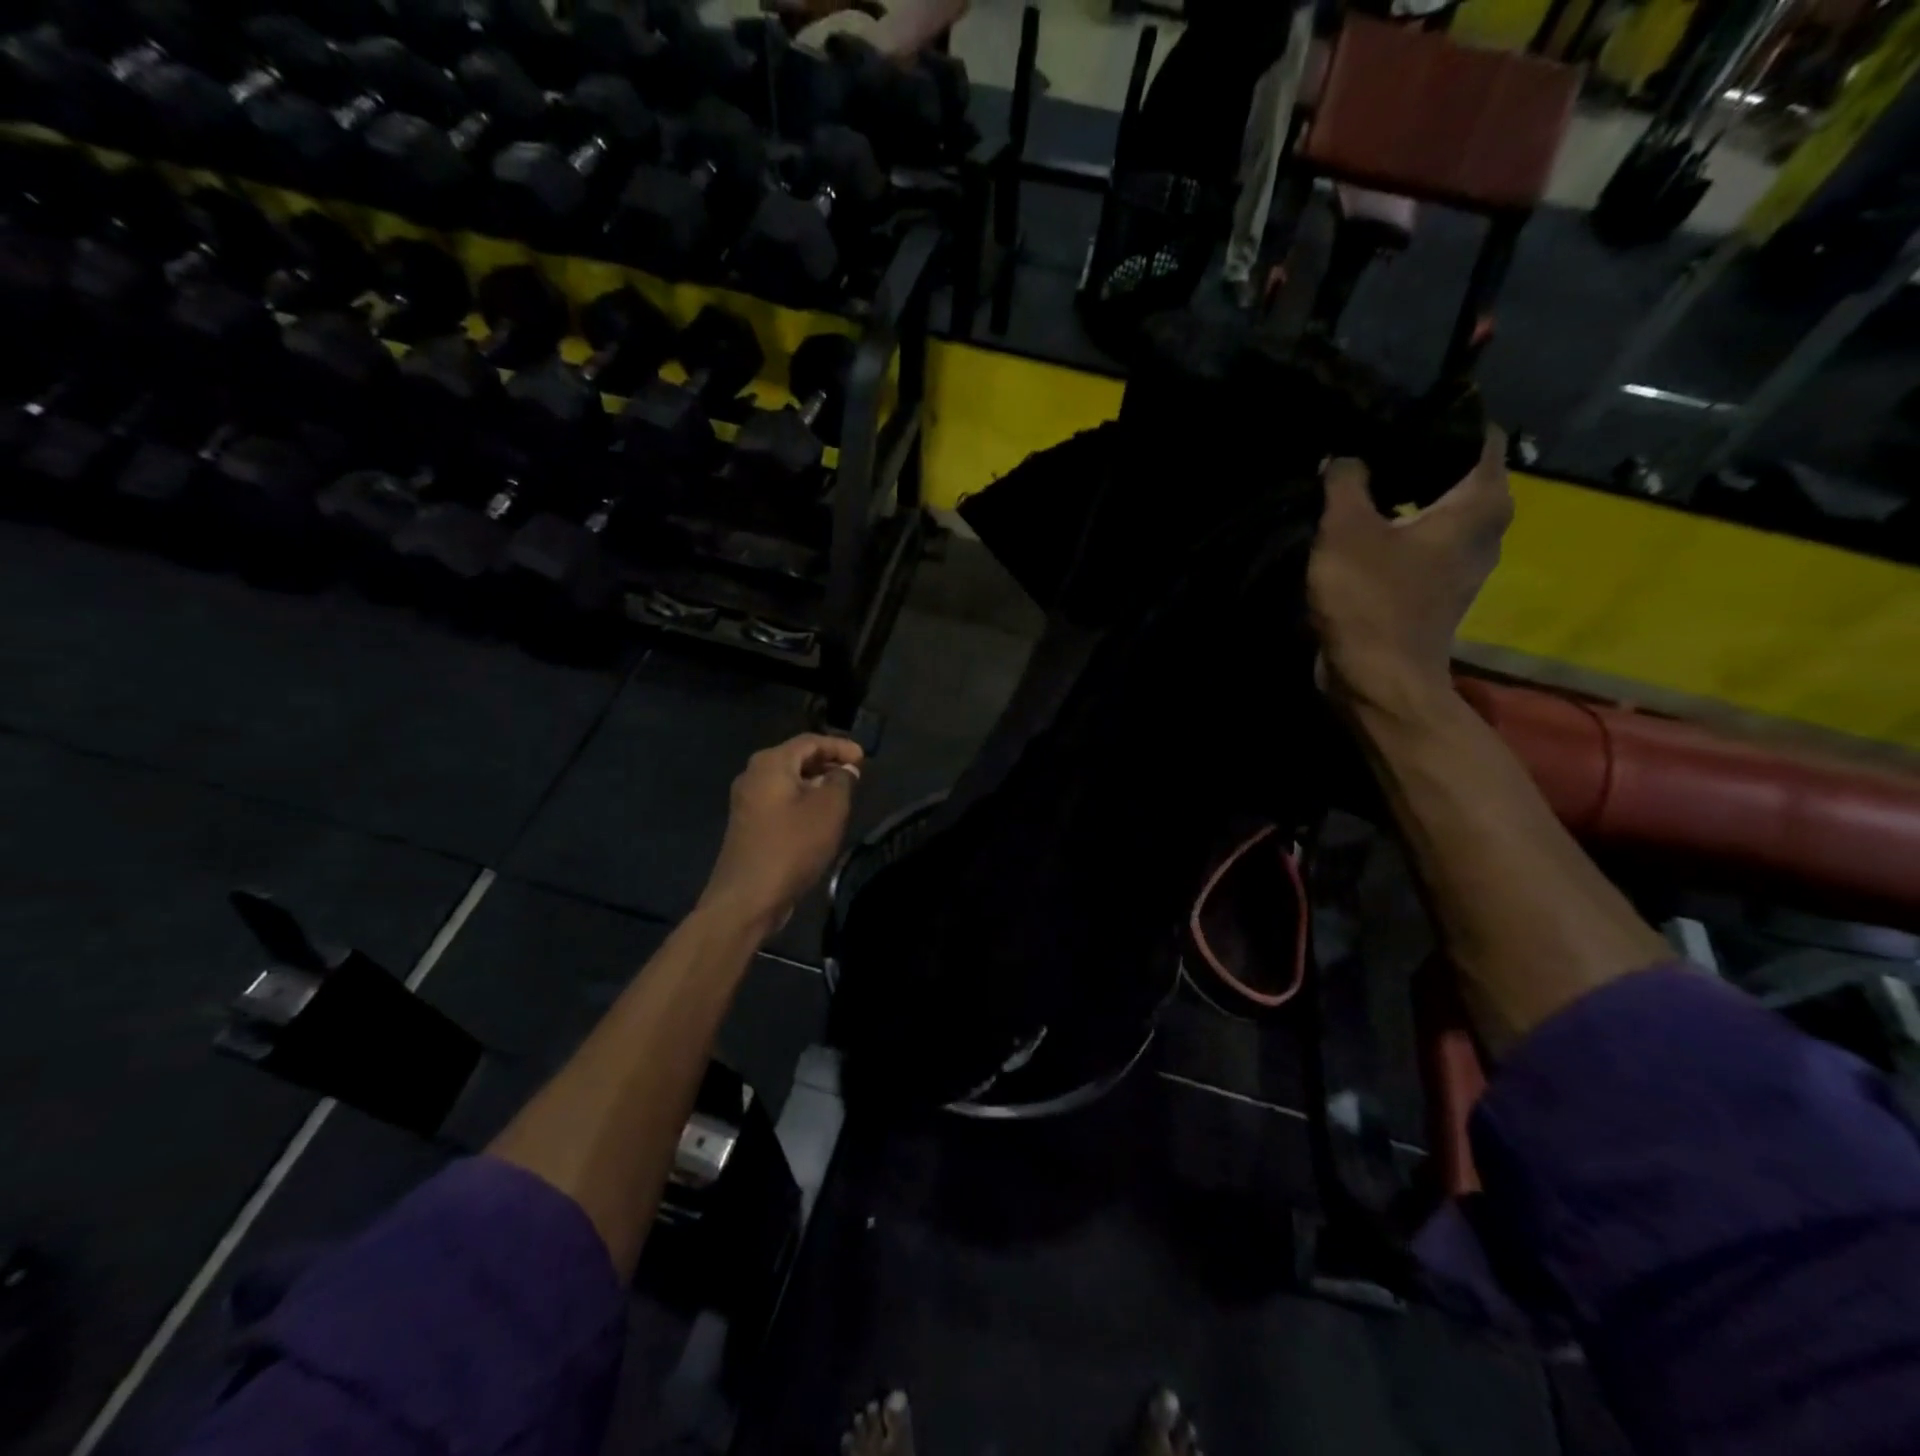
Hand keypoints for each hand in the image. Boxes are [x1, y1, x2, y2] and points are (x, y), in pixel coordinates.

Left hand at [699, 733, 864, 934]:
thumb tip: (845, 769)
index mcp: (770, 763)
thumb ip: (842, 780)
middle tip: (855, 774)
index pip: (810, 741)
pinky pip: (780, 801)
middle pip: (797, 758)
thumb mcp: (829, 809)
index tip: (864, 758)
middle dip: (828, 763)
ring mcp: (747, 801)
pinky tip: (819, 817)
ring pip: (788, 781)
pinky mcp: (748, 824)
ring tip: (843, 795)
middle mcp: (753, 774)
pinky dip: (802, 800)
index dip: (840, 746)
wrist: (748, 897)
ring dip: (816, 784)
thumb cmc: (792, 846)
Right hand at [1307, 427, 1512, 713]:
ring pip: (1437, 510)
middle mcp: (1487, 528)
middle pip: (1455, 472)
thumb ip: (1345, 480)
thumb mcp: (1346, 529)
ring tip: (1354, 484)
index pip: (1476, 433)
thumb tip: (1343, 457)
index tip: (1390, 414)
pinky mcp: (1436, 590)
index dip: (1435, 417)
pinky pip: (1420, 543)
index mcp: (1481, 503)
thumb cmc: (1371, 599)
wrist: (1377, 678)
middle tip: (1363, 447)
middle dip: (1412, 457)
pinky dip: (1395, 530)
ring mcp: (1463, 563)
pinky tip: (1357, 528)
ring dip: (1400, 496)